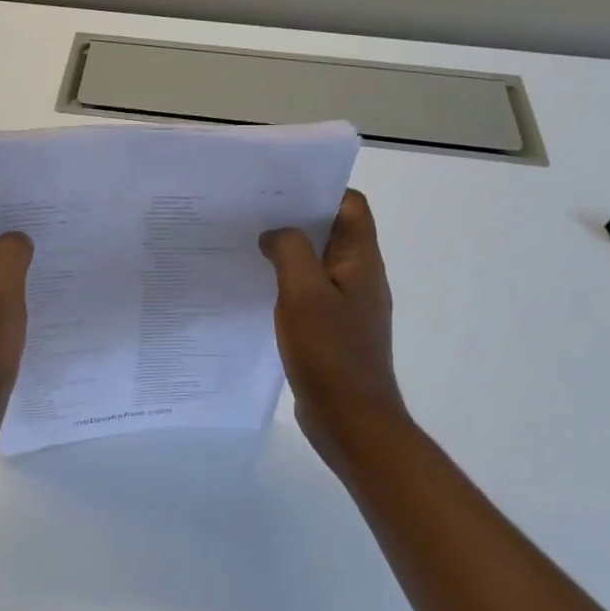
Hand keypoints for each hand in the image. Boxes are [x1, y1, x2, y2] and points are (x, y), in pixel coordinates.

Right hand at [259, 189, 405, 463]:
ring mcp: (348, 306)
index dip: (320, 189)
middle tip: (253, 213)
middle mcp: (360, 277)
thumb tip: (275, 233)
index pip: (351, 205)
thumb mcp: (304, 293)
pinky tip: (257, 288)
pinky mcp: (333, 330)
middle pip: (332, 231)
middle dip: (296, 218)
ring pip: (318, 263)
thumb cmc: (330, 353)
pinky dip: (287, 283)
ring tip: (248, 245)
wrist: (351, 421)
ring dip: (289, 251)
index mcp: (361, 261)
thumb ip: (290, 251)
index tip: (279, 189)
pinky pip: (310, 292)